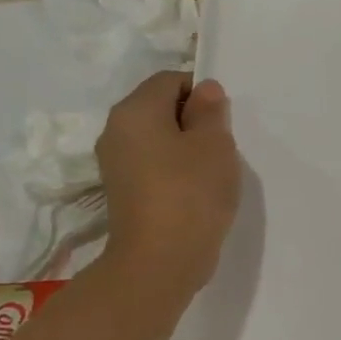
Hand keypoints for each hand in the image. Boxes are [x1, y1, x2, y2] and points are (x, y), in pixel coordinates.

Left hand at [96, 72, 240, 299]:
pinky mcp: (125, 191)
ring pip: (158, 138)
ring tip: (213, 170)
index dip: (201, 92)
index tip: (225, 120)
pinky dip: (177, 169)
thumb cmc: (191, 192)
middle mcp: (116, 131)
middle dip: (195, 119)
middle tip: (223, 145)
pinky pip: (154, 164)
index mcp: (134, 111)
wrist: (160, 260)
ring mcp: (116, 164)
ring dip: (188, 147)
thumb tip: (205, 90)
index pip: (169, 80)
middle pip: (160, 108)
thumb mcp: (214, 144)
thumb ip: (210, 111)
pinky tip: (198, 190)